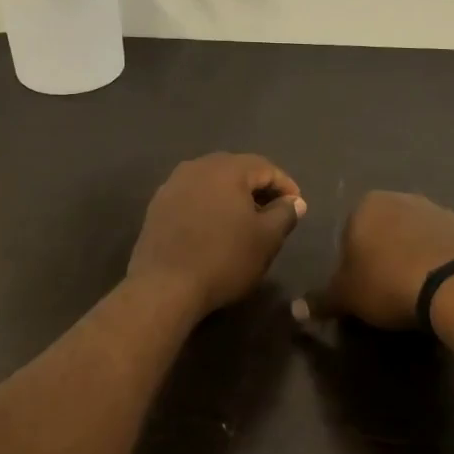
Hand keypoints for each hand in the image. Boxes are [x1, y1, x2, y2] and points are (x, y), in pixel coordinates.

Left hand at [128, 153, 306, 316]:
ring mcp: (172, 185)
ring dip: (232, 197)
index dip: (285, 186)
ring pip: (212, 183)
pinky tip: (214, 229)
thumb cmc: (224, 258)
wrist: (165, 286)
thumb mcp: (266, 239)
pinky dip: (209, 207)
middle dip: (258, 188)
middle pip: (236, 170)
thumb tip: (295, 202)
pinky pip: (192, 198)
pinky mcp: (157, 206)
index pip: (265, 167)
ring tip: (244, 221)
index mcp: (226, 169)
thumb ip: (285, 214)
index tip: (297, 207)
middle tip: (273, 212)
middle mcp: (197, 167)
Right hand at [293, 191, 453, 329]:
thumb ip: (320, 301)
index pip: (349, 232)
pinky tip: (441, 286)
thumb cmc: (387, 283)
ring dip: (413, 256)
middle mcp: (402, 198)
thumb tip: (294, 311)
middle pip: (385, 229)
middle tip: (387, 289)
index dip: (353, 262)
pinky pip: (444, 245)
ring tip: (416, 290)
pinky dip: (439, 261)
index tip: (362, 287)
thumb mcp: (346, 297)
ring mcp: (438, 210)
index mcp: (367, 205)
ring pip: (416, 235)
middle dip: (384, 254)